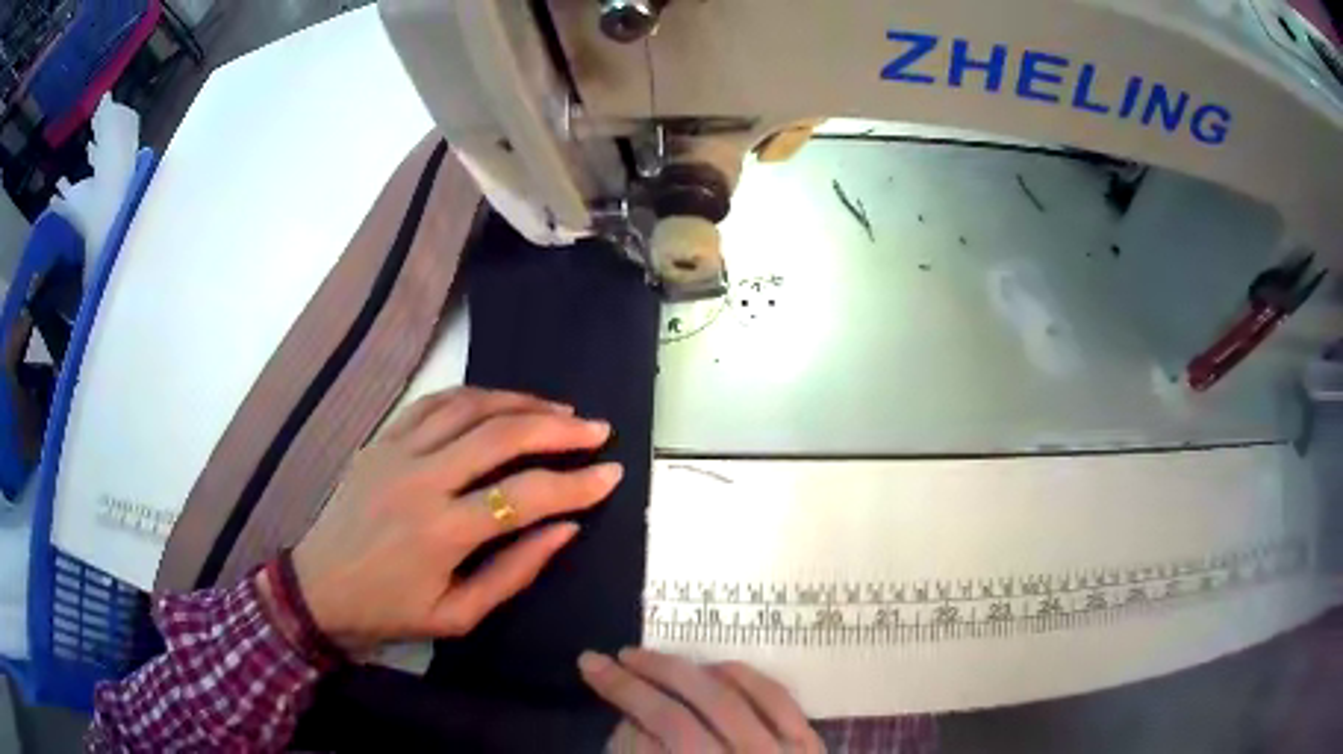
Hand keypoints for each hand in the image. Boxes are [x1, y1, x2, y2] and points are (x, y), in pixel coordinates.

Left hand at [291, 387, 622, 653]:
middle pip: (501, 435)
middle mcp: (421, 480)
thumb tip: (565, 529)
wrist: (318, 588)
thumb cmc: (389, 611)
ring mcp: (396, 451)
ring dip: (521, 402)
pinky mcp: (380, 439)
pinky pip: (434, 403)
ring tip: (558, 409)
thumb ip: (514, 572)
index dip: (576, 484)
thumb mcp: (457, 616)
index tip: (611, 474)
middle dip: (558, 428)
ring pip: (469, 406)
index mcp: (442, 532)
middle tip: (596, 429)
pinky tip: (500, 402)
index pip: (525, 496)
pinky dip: (474, 395)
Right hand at [580, 649, 824, 752]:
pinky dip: (744, 677)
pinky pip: (778, 698)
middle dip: (643, 680)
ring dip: (686, 671)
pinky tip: (716, 666)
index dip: (623, 699)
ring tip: (653, 658)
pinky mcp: (810, 746)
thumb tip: (633, 720)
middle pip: (682, 718)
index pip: (656, 733)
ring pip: (729, 700)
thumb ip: (644, 752)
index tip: (594, 671)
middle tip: (615, 656)